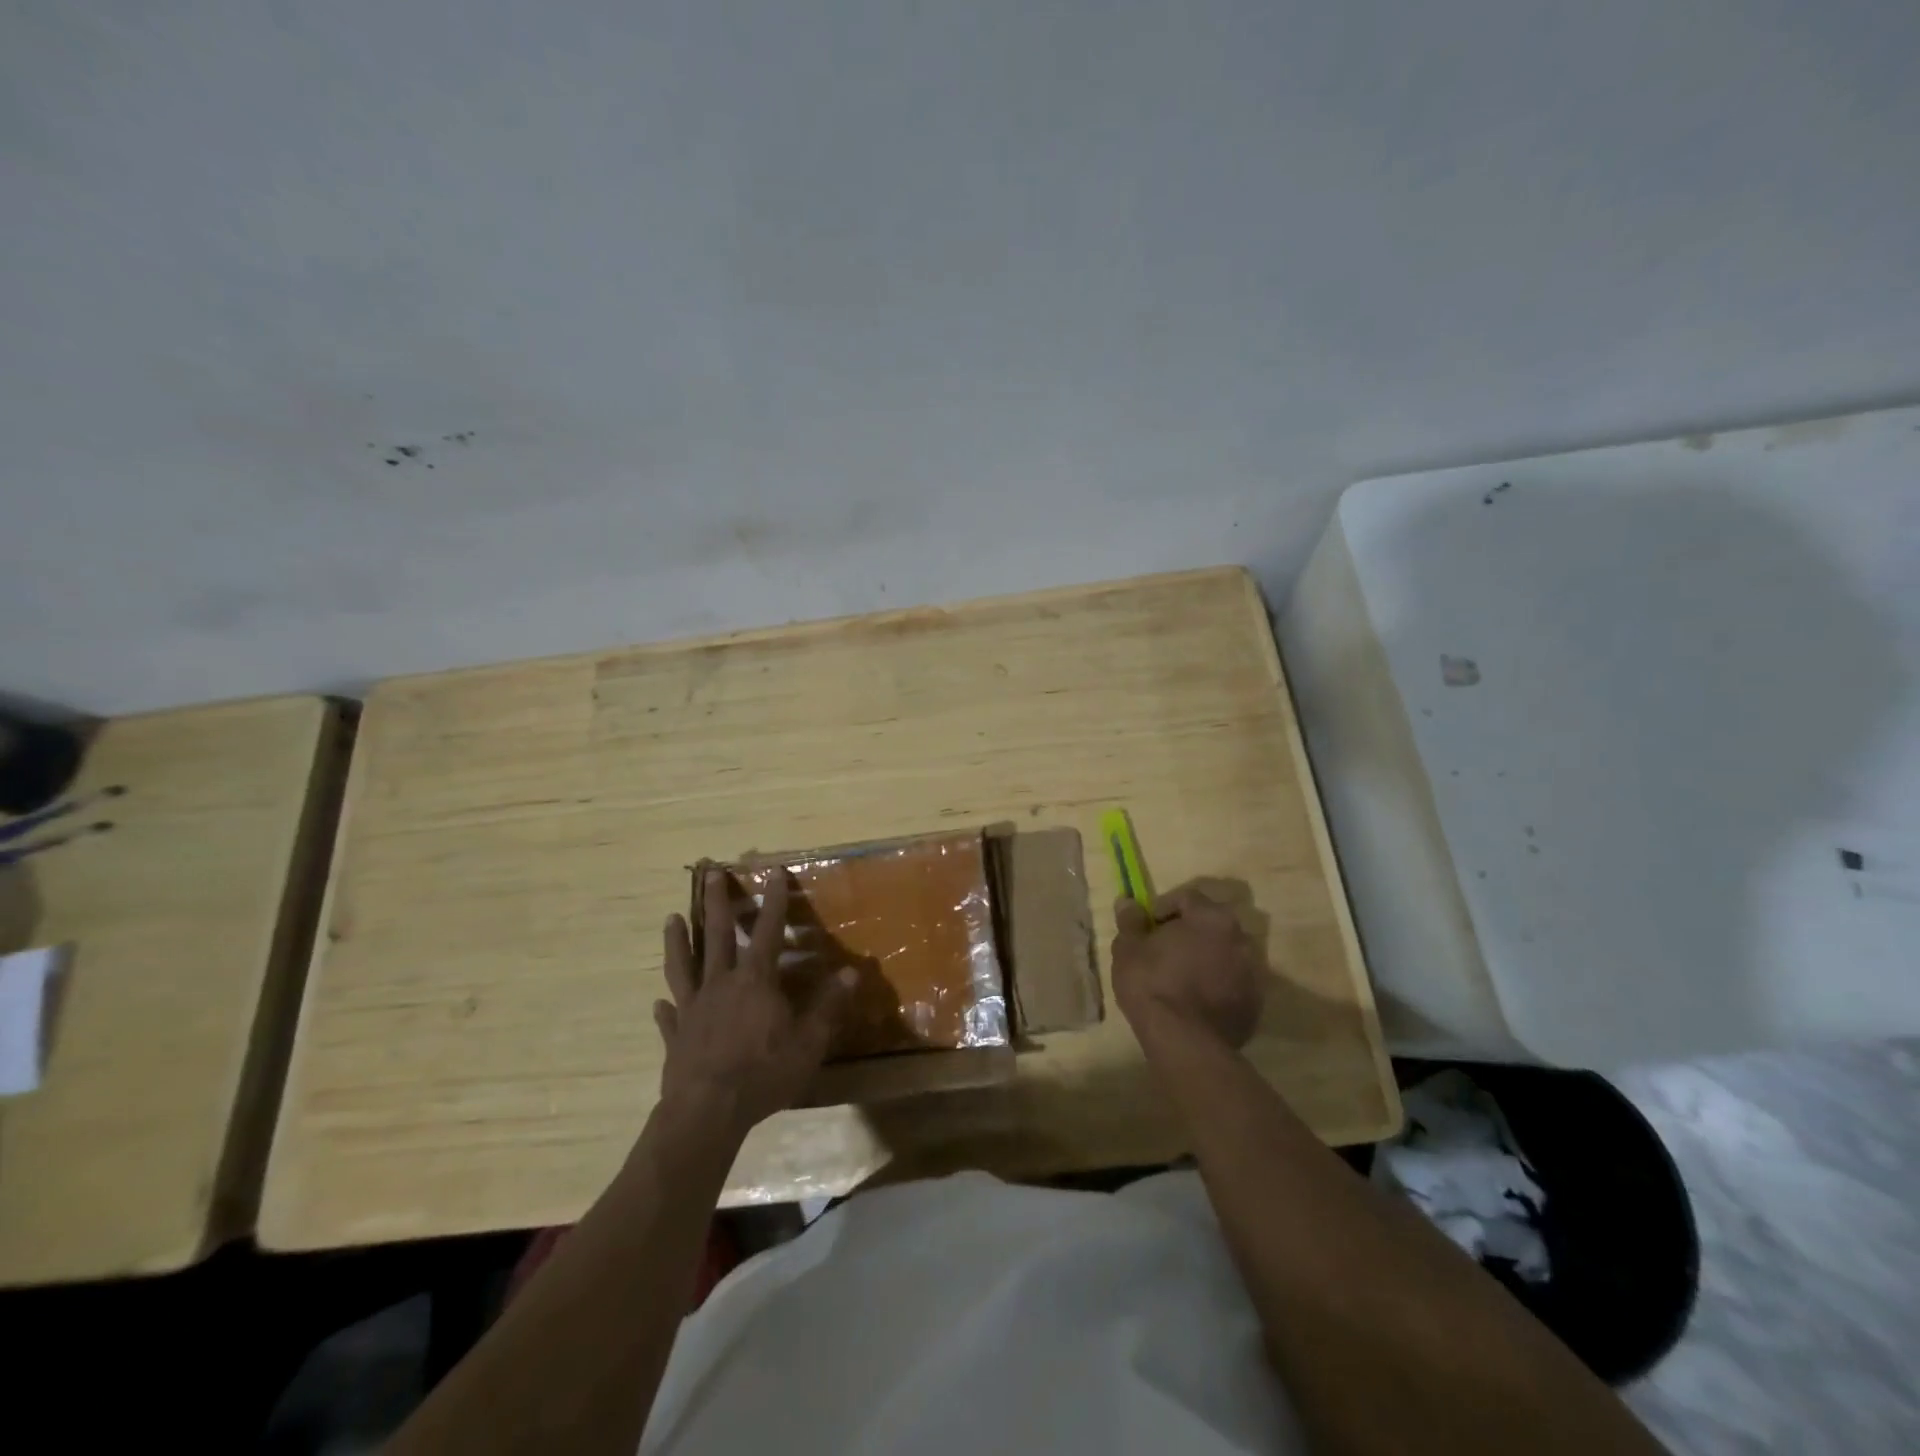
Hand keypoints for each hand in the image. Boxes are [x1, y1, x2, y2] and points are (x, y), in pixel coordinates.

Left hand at [654, 871, 853, 1137]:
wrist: (708, 1112)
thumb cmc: (763, 1073)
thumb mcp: (809, 1042)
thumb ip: (829, 1006)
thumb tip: (853, 972)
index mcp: (755, 981)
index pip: (768, 930)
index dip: (773, 900)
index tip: (772, 871)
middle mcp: (721, 984)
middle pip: (717, 935)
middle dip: (716, 903)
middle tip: (709, 872)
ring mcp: (693, 1009)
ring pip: (683, 966)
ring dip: (678, 941)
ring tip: (671, 918)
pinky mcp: (676, 1036)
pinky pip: (669, 1016)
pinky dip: (665, 1007)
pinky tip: (658, 1002)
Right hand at [1111, 885, 1265, 1048]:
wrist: (1184, 1041)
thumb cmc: (1152, 983)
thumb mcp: (1128, 948)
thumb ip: (1131, 921)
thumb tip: (1127, 902)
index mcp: (1212, 917)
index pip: (1187, 898)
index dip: (1163, 908)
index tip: (1147, 926)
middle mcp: (1240, 938)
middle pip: (1211, 925)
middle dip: (1189, 932)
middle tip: (1163, 949)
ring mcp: (1253, 973)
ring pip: (1225, 954)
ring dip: (1206, 958)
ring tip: (1180, 976)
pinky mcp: (1255, 1004)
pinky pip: (1233, 983)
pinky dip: (1217, 984)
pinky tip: (1195, 1000)